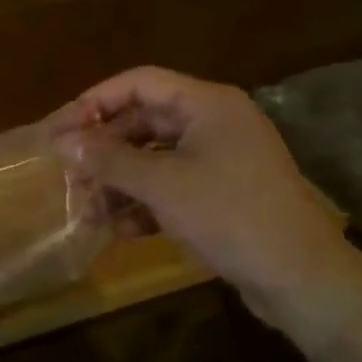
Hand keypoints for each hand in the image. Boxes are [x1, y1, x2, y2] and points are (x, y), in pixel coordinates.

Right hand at [50, 67, 361, 341]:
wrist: (300, 278)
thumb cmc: (229, 215)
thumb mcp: (161, 184)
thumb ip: (109, 159)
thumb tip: (64, 143)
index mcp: (206, 104)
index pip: (138, 83)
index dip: (94, 101)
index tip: (60, 129)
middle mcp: (213, 124)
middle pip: (143, 121)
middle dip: (103, 148)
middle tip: (67, 172)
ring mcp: (220, 161)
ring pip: (154, 158)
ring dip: (118, 181)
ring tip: (86, 208)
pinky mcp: (221, 195)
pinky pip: (171, 187)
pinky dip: (143, 204)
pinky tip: (119, 230)